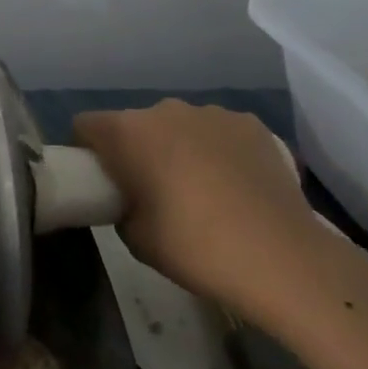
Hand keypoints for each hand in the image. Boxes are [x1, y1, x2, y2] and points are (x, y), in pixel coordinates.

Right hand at [73, 99, 329, 324]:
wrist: (281, 258)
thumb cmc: (194, 247)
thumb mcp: (135, 238)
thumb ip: (121, 205)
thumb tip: (132, 197)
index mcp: (128, 133)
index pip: (86, 125)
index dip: (86, 150)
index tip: (100, 179)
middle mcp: (166, 110)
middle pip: (135, 124)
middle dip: (136, 149)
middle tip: (152, 190)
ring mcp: (213, 113)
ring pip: (180, 125)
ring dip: (179, 147)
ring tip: (202, 189)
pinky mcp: (252, 124)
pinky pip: (220, 132)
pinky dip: (219, 151)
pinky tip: (237, 186)